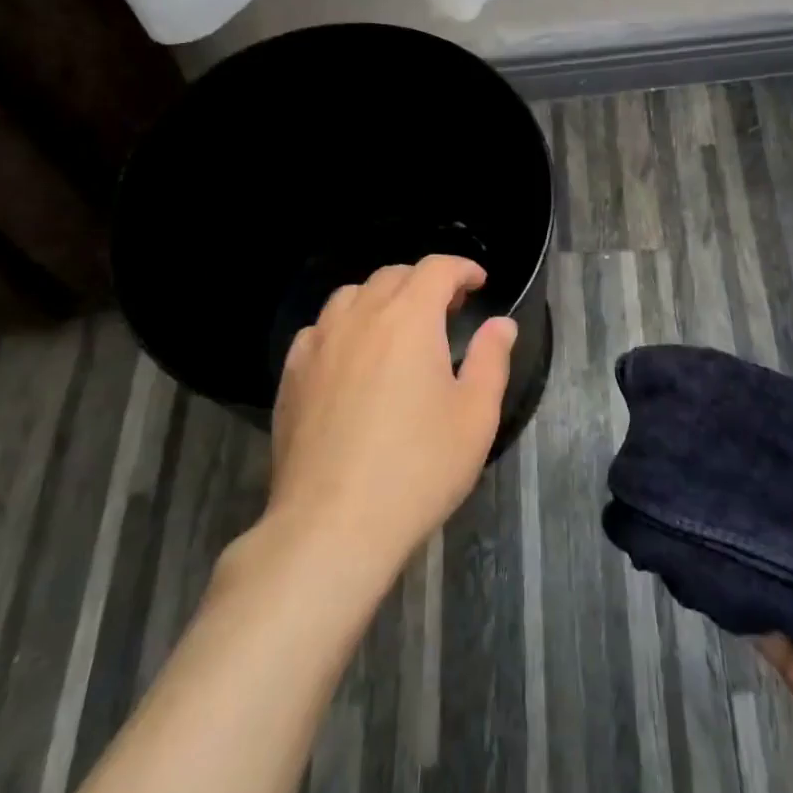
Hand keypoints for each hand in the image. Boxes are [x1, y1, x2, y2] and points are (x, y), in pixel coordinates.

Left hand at [265, 255, 514, 573]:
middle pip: (393, 276)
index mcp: (409, 319)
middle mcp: (360, 318)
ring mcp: (319, 344)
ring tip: (398, 328)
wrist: (333, 524)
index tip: (478, 284)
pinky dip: (344, 327)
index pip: (436, 269)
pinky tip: (352, 357)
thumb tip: (501, 324)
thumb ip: (492, 359)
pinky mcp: (292, 375)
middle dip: (425, 282)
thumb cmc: (418, 467)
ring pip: (351, 296)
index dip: (462, 268)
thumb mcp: (475, 415)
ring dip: (382, 299)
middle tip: (447, 309)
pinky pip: (319, 330)